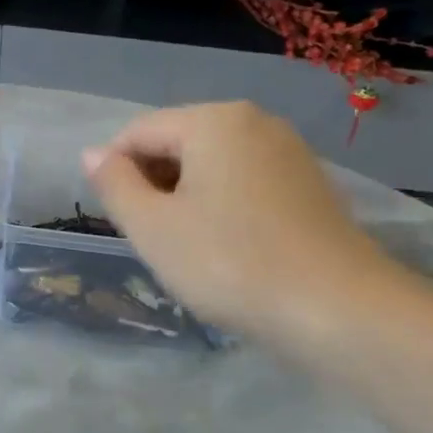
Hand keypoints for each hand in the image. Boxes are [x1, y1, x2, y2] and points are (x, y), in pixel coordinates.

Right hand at [83, 102, 396, 344]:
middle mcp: (254, 121)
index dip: (115, 173)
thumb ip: (114, 184)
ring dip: (185, 198)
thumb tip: (93, 154)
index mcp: (213, 120)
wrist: (339, 311)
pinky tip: (227, 248)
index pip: (138, 132)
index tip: (119, 221)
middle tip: (153, 238)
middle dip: (153, 184)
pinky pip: (245, 182)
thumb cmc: (229, 262)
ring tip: (188, 248)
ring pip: (212, 165)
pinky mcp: (310, 185)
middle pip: (177, 143)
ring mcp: (289, 151)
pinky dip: (222, 206)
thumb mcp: (152, 227)